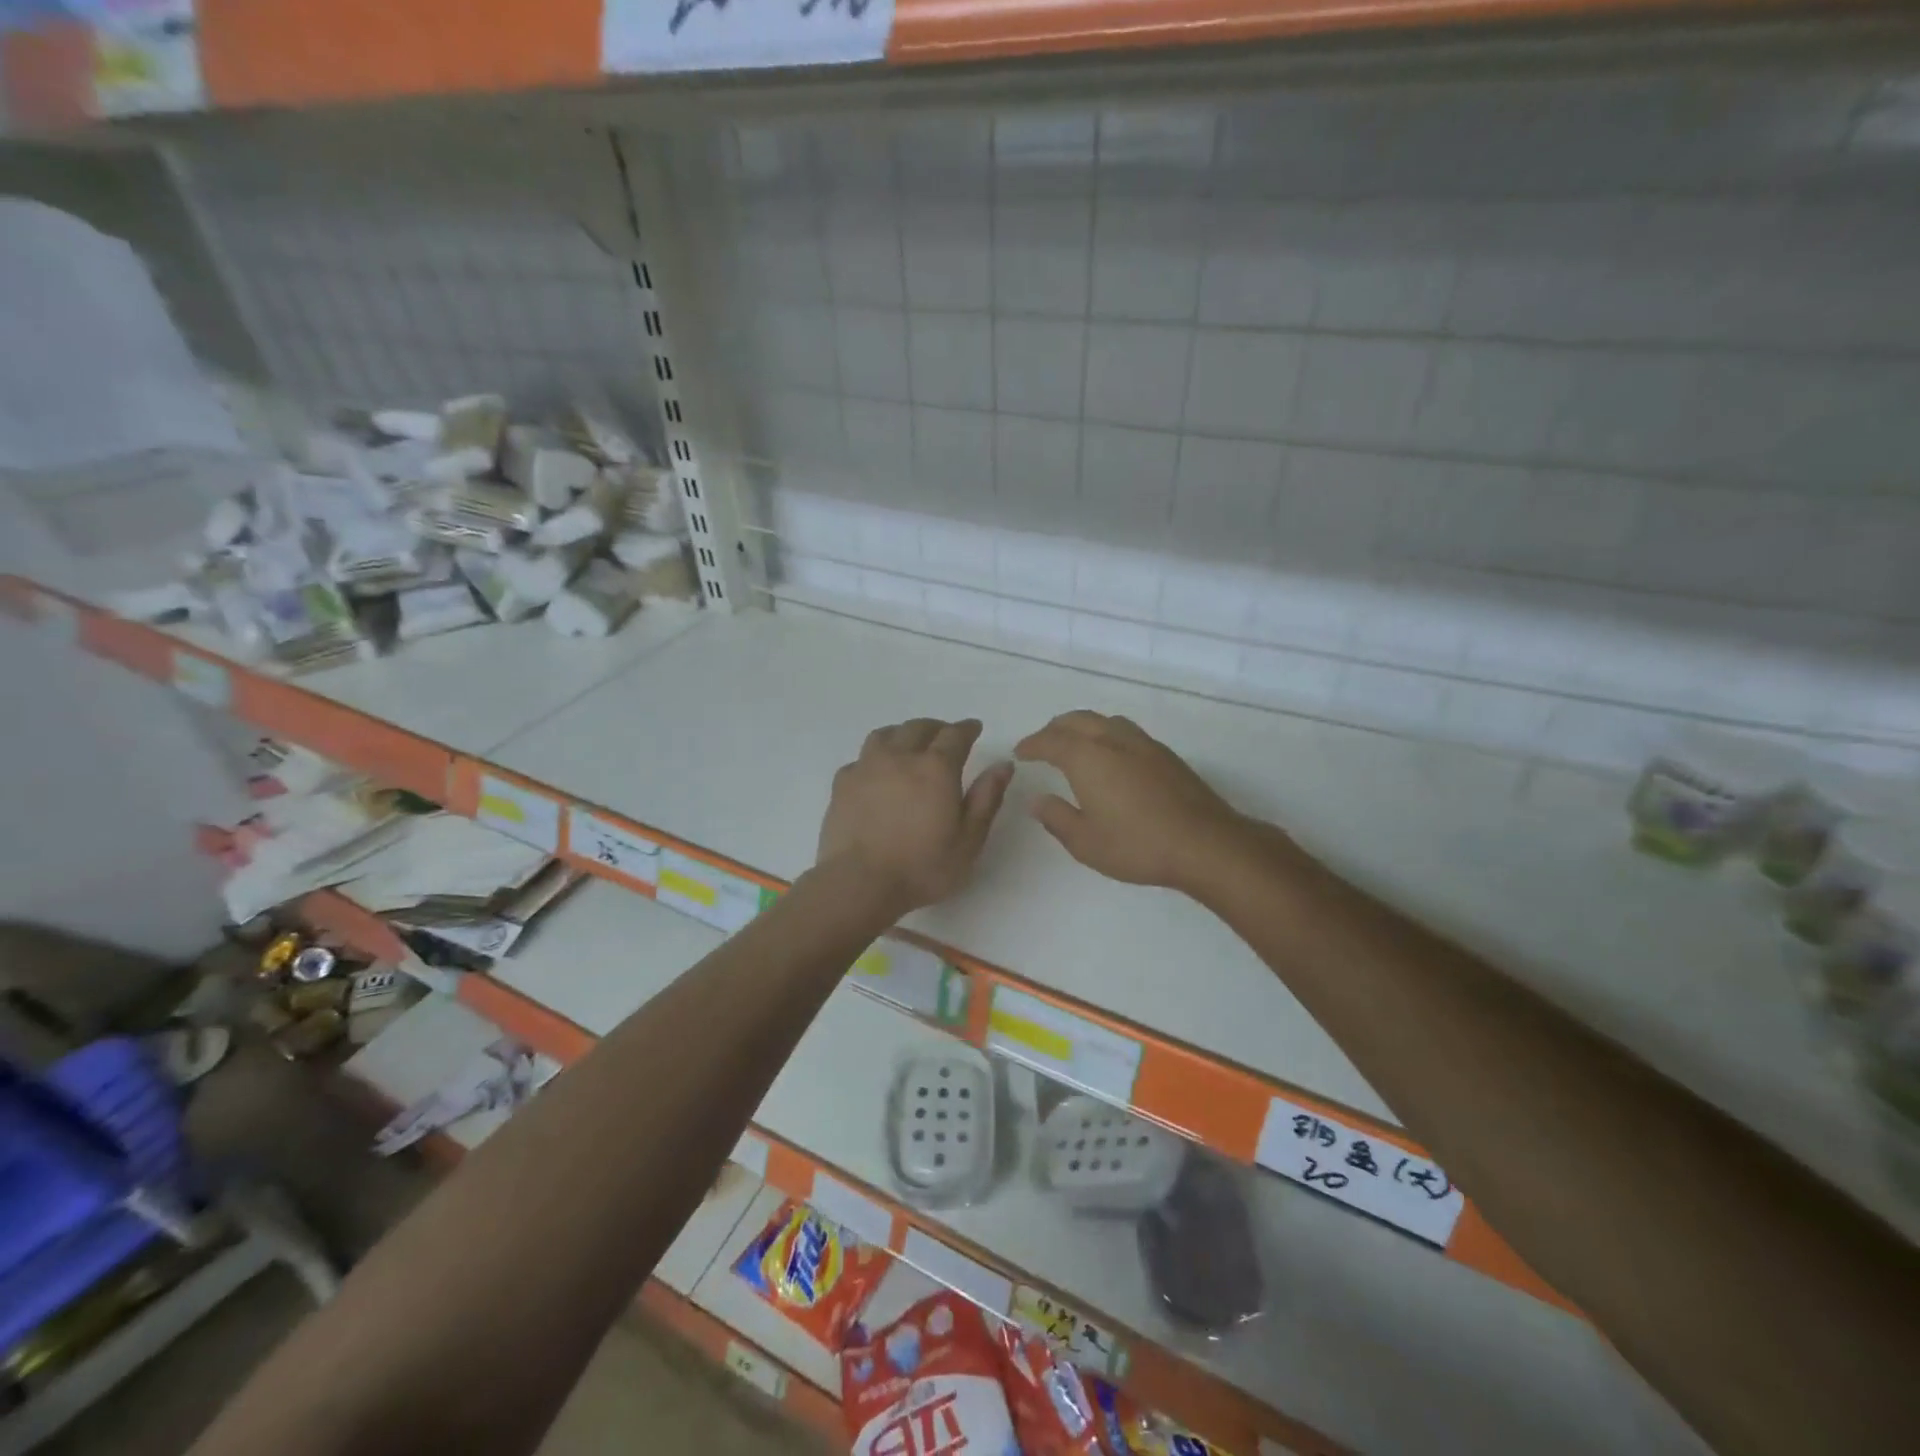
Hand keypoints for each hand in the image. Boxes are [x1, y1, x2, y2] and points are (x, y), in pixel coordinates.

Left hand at [817, 718, 1013, 913]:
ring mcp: (867, 767)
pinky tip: (876, 772)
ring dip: (903, 734)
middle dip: (936, 728)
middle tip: (945, 737)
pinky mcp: (842, 783)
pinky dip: (874, 758)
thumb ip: (986, 798)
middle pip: (919, 728)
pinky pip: (861, 758)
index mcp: (936, 768)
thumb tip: (1003, 765)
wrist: (859, 882)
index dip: (967, 728)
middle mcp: (901, 757)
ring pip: (886, 734)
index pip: (955, 735)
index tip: (974, 728)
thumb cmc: (922, 867)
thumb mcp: (969, 840)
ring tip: (909, 745)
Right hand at [1014, 711, 1256, 892]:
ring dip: (1082, 726)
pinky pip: (1125, 731)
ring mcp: (1143, 744)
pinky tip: (1111, 755)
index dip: (1032, 745)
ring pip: (1104, 721)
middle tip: (1042, 743)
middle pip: (1077, 720)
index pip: (1051, 741)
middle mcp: (1113, 740)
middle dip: (1055, 729)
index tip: (1021, 752)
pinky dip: (1106, 734)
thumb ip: (1057, 818)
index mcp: (1087, 758)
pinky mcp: (1165, 754)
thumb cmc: (1138, 845)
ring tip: (1075, 743)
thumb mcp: (1086, 842)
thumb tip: (1038, 800)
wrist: (1205, 843)